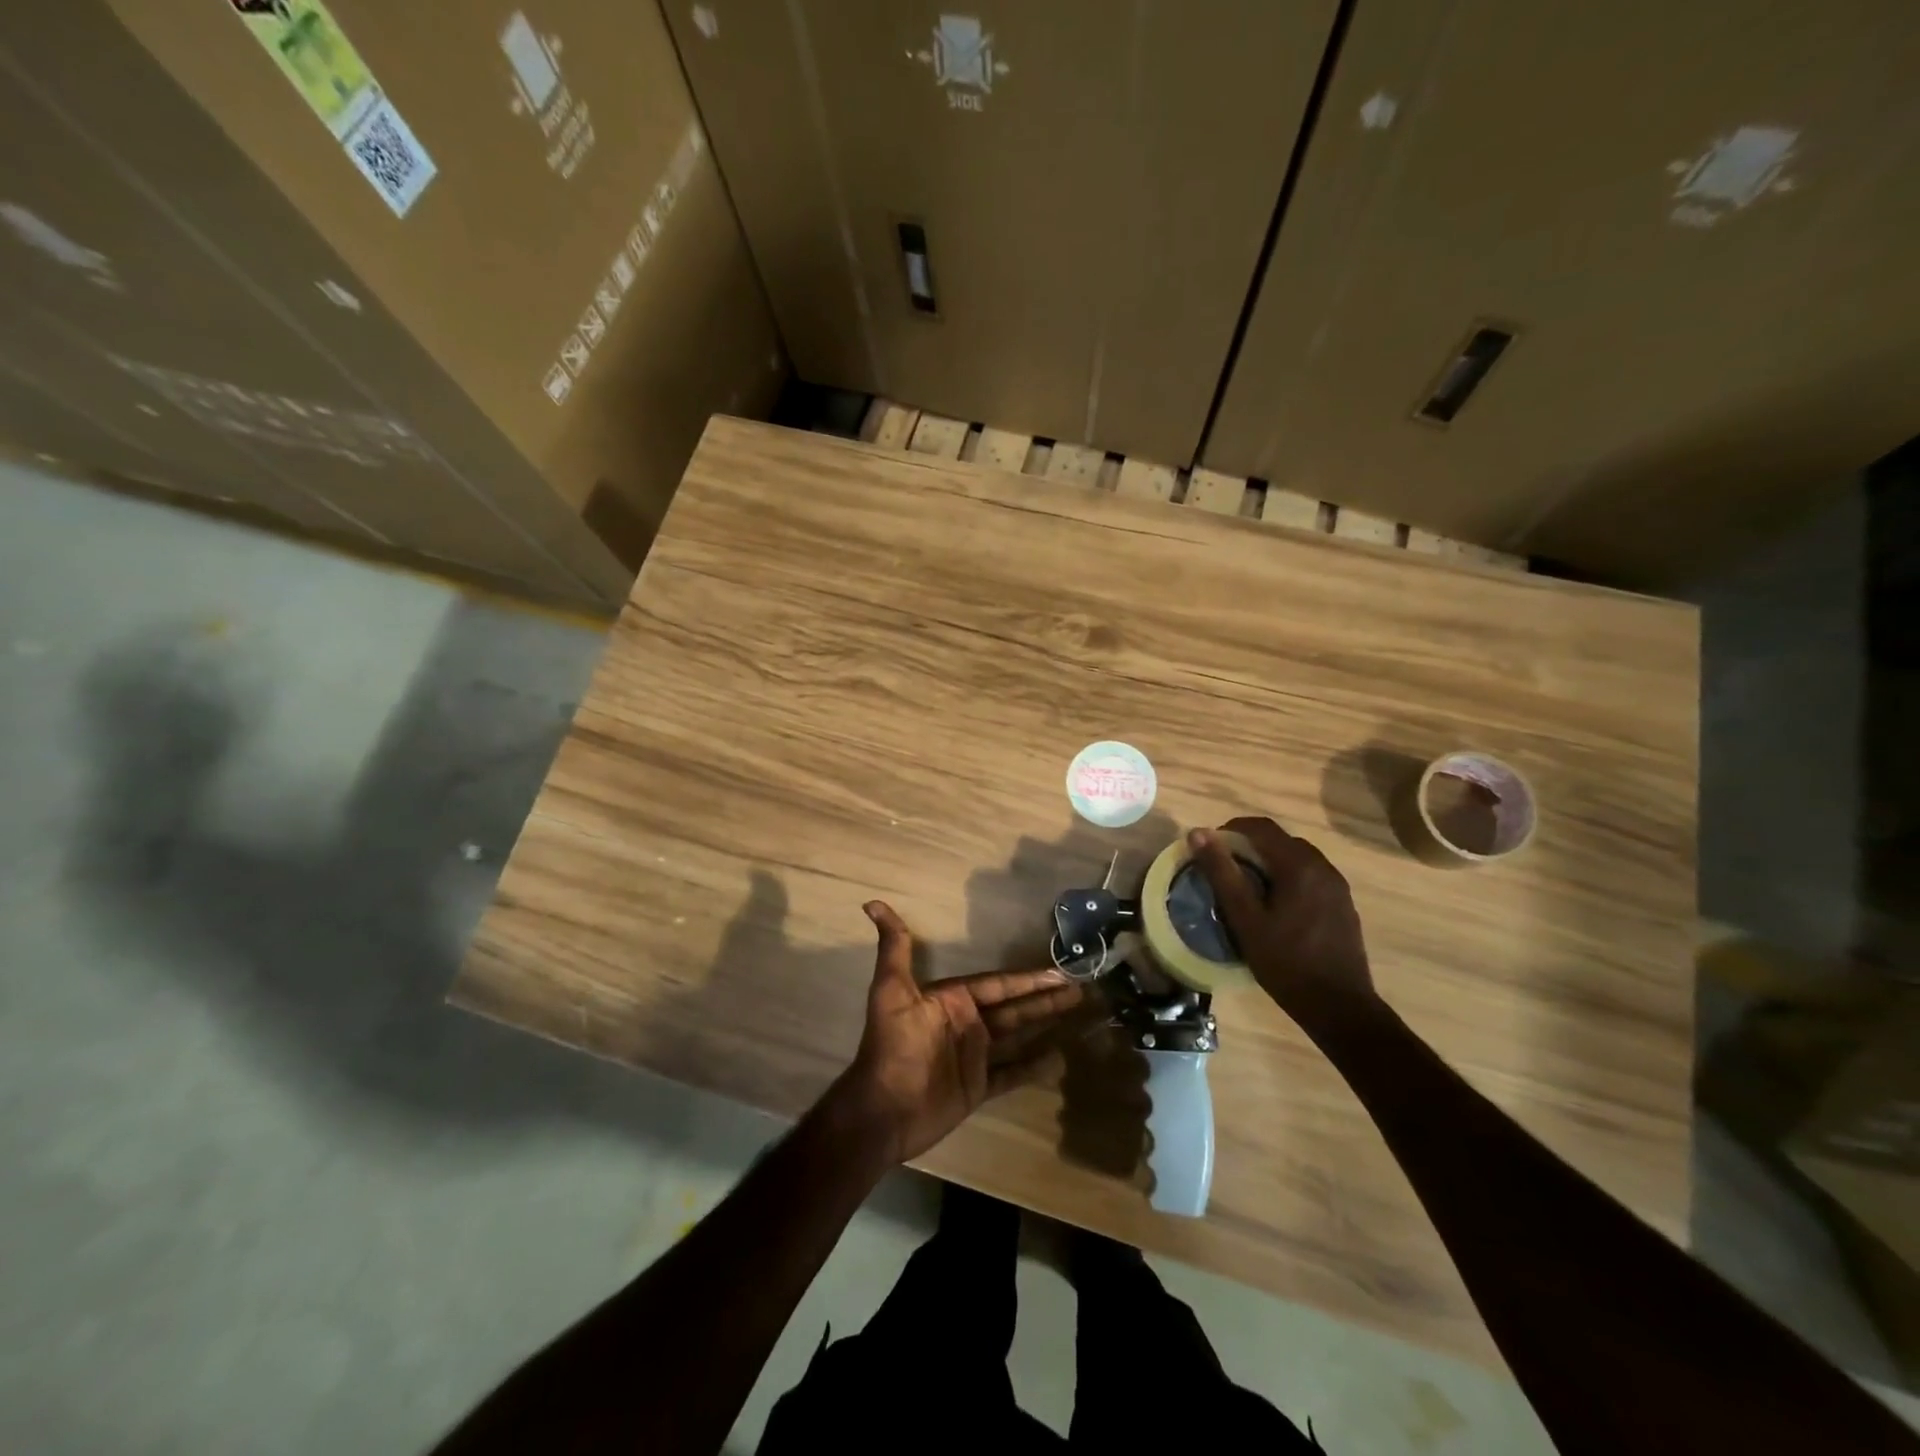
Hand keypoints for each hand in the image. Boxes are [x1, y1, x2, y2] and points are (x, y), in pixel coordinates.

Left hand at [828, 901, 1085, 1164]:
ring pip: (1018, 1034)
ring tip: (1079, 1014)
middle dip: (1046, 997)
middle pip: (1014, 1006)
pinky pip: (1013, 1072)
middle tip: (1081, 989)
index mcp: (952, 999)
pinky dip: (1034, 1066)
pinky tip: (1059, 1058)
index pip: (998, 984)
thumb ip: (894, 948)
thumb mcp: (891, 991)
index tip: (1060, 972)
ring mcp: (974, 1056)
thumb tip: (871, 904)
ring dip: (1046, 1023)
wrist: (883, 1111)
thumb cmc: (892, 1047)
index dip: (1029, 978)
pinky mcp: (978, 1087)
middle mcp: (967, 1023)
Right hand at [1188, 818, 1376, 1024]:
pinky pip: (1310, 876)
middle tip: (1223, 869)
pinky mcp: (1343, 904)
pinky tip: (1274, 906)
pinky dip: (1287, 877)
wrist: (1339, 1007)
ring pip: (1296, 858)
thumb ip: (1221, 872)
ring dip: (1268, 862)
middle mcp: (1323, 866)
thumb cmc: (1286, 962)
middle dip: (1248, 846)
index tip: (1208, 848)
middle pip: (1280, 840)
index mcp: (1299, 865)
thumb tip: (1197, 833)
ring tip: (1245, 887)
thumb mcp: (1245, 918)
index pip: (1261, 827)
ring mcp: (1337, 886)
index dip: (1230, 830)